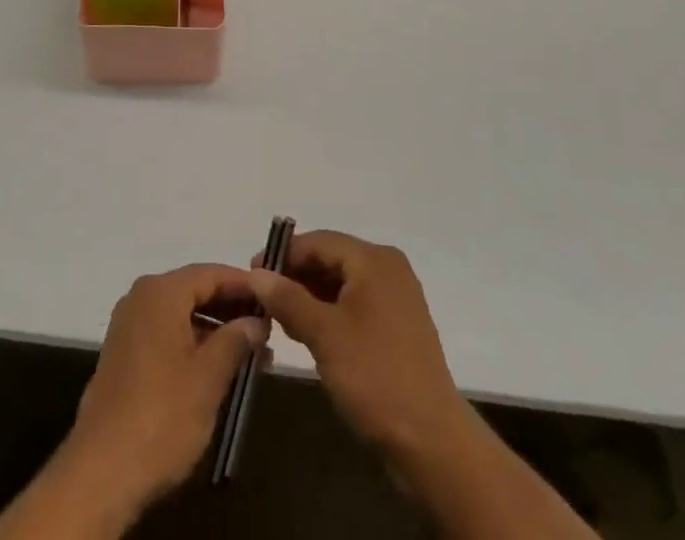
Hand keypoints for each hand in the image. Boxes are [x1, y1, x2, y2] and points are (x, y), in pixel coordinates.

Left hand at [64, 263, 266, 518]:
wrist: (102, 470)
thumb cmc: (162, 415)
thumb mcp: (209, 377)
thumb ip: (236, 340)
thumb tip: (256, 320)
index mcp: (161, 292)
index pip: (211, 273)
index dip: (243, 285)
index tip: (272, 299)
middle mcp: (141, 298)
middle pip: (194, 291)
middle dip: (231, 310)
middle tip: (267, 330)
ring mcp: (129, 326)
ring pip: (181, 315)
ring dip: (215, 331)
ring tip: (251, 356)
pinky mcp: (124, 355)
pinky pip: (166, 334)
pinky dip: (193, 344)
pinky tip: (218, 370)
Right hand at [248, 231, 469, 464]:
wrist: (432, 442)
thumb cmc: (375, 376)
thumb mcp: (323, 334)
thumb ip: (287, 298)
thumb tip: (256, 274)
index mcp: (373, 259)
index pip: (318, 242)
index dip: (283, 255)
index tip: (252, 274)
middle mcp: (388, 269)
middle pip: (330, 259)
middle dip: (295, 277)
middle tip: (263, 300)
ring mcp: (396, 299)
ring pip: (341, 284)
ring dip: (310, 297)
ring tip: (280, 320)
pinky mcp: (397, 327)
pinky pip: (355, 305)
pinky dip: (330, 313)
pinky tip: (308, 334)